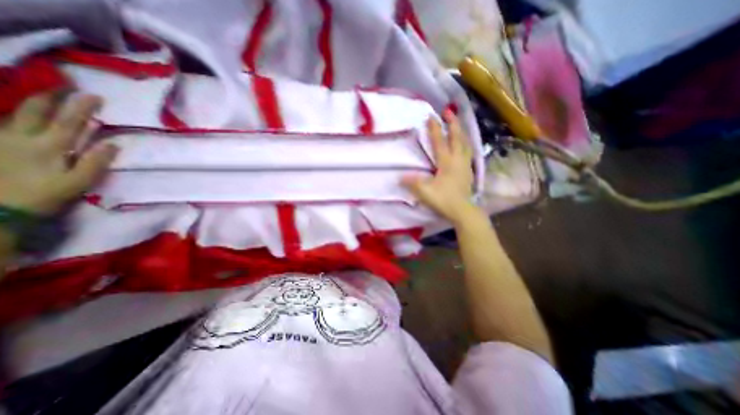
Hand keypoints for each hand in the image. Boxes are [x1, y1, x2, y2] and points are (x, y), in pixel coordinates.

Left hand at [0, 92, 116, 214]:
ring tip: (44, 94)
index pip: (70, 122)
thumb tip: (113, 144)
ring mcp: (2, 139)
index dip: (82, 107)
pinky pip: (4, 123)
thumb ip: (96, 162)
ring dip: (32, 101)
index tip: (95, 96)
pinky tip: (20, 113)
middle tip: (64, 85)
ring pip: (15, 113)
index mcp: (49, 146)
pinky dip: (15, 114)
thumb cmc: (45, 194)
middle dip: (52, 96)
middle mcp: (22, 137)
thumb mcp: (79, 182)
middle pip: (36, 111)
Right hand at [403, 109, 477, 222]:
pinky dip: (465, 143)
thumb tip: (401, 177)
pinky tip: (463, 145)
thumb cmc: (444, 199)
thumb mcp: (425, 192)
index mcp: (447, 162)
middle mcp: (458, 160)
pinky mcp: (468, 171)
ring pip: (465, 144)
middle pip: (457, 137)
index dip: (435, 129)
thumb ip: (413, 183)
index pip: (440, 141)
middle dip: (453, 123)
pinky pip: (468, 152)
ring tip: (457, 125)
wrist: (463, 211)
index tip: (431, 116)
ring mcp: (465, 165)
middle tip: (449, 111)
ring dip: (461, 132)